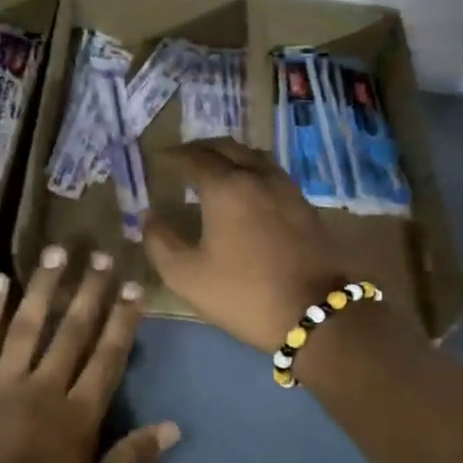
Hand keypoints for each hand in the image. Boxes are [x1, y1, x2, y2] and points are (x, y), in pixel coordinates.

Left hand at [0, 246, 180, 462]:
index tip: (134, 288)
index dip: (123, 322)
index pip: (108, 358)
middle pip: (73, 331)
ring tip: (59, 252)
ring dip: (46, 286)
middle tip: (102, 256)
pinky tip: (0, 279)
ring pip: (31, 324)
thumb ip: (129, 462)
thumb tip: (172, 427)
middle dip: (90, 292)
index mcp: (78, 415)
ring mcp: (5, 379)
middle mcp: (46, 386)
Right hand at [144, 139, 421, 352]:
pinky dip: (250, 171)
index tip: (159, 158)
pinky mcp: (304, 205)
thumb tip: (149, 217)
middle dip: (202, 148)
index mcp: (226, 188)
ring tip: (214, 169)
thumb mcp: (186, 275)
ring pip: (254, 157)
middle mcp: (258, 177)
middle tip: (183, 158)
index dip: (174, 156)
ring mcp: (286, 189)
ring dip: (230, 156)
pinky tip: (244, 190)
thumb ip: (160, 242)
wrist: (313, 314)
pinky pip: (271, 173)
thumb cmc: (242, 293)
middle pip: (228, 148)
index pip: (195, 158)